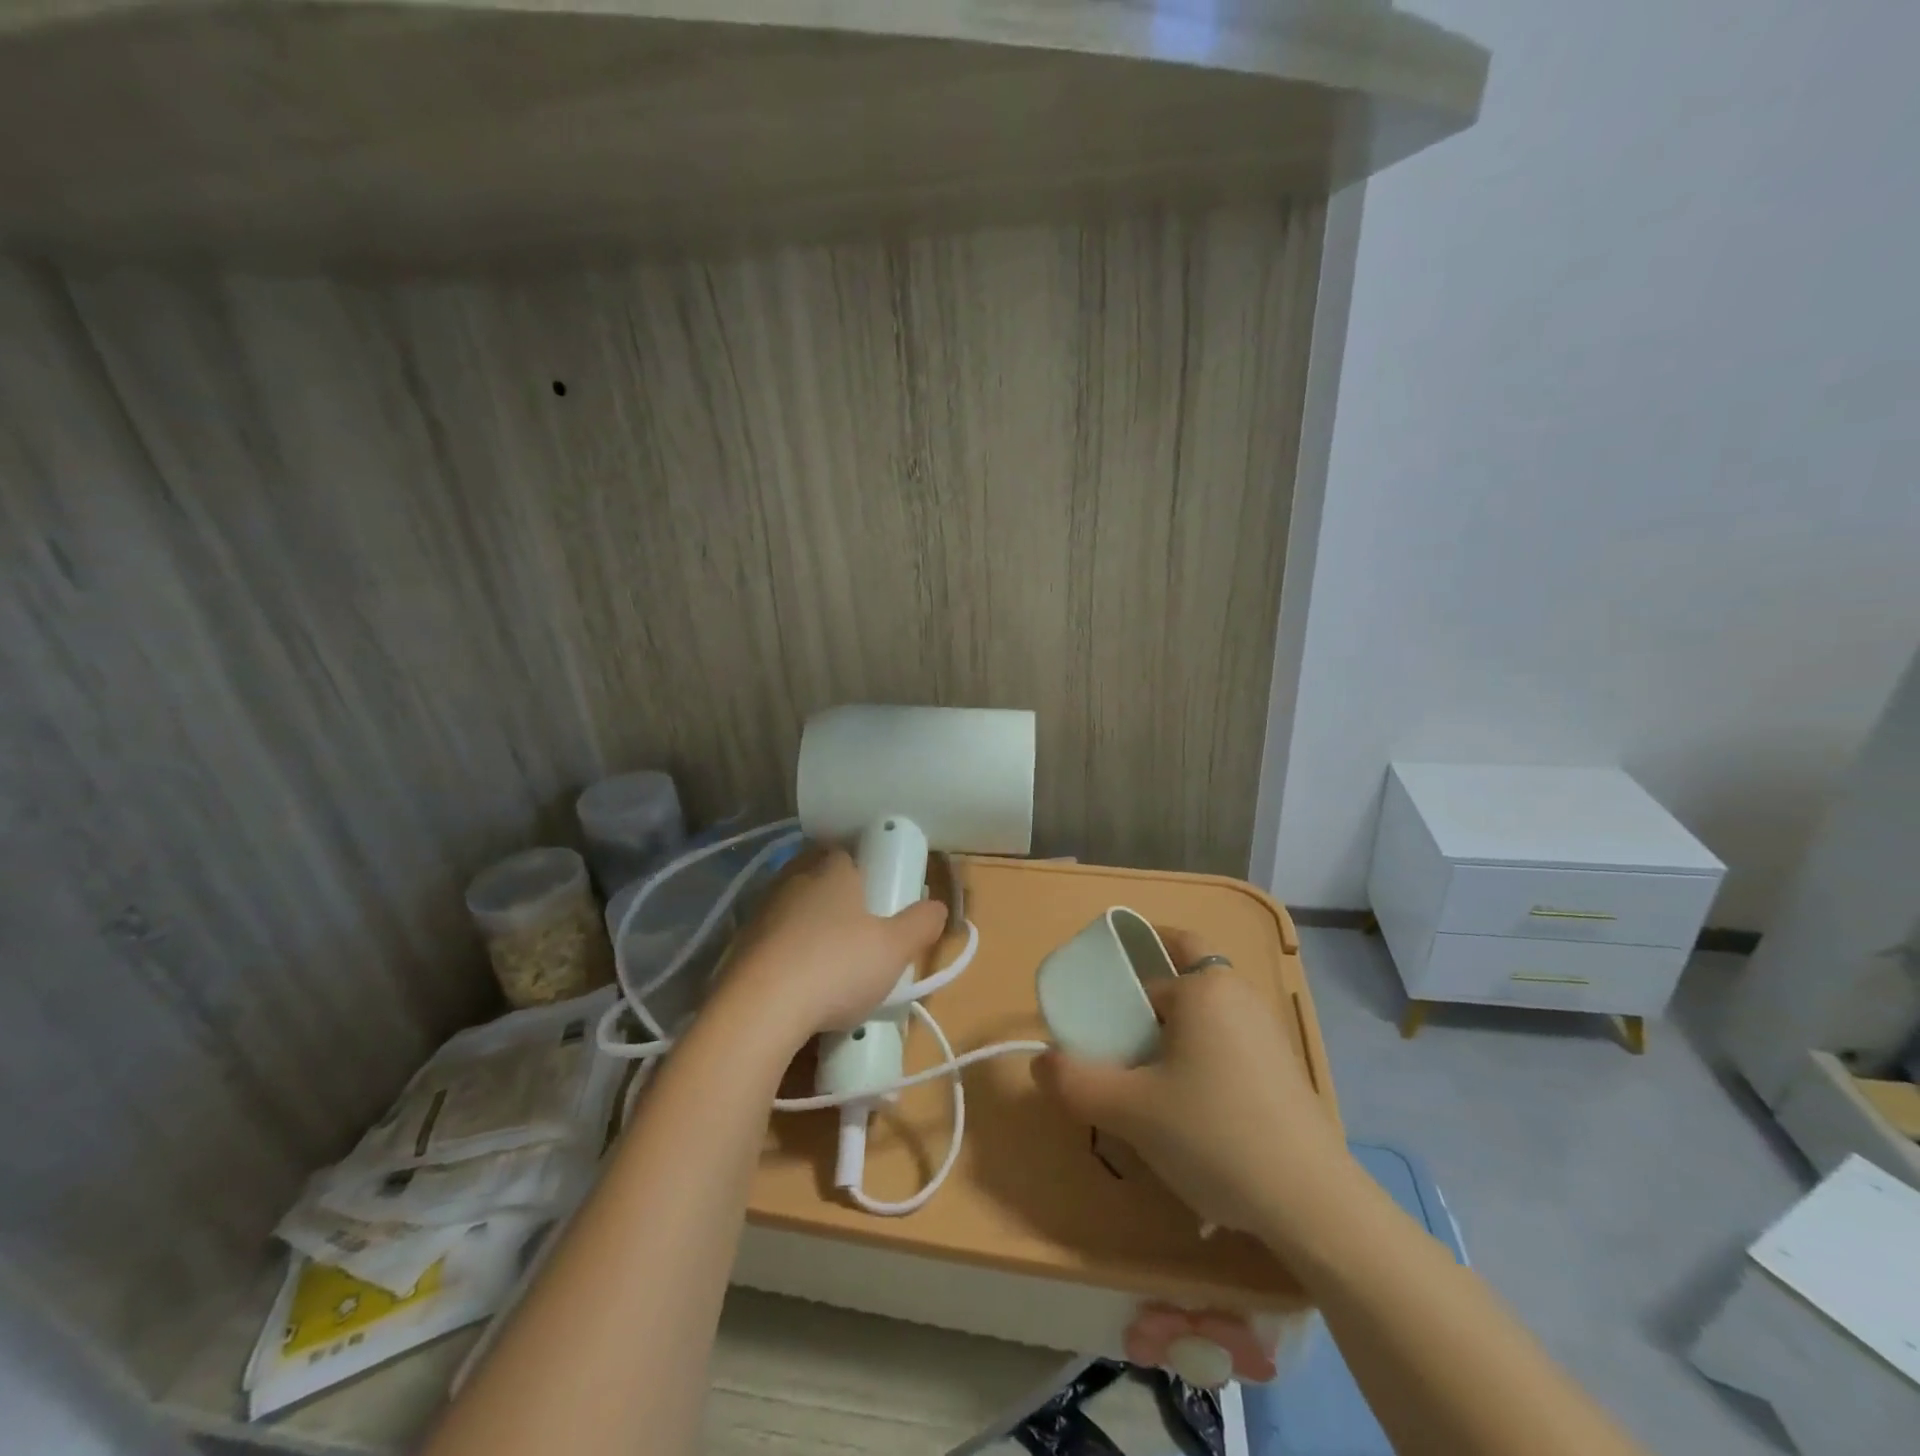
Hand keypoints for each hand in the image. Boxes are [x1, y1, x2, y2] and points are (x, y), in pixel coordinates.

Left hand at [715, 846, 948, 1048]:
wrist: (758, 1010)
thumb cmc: (836, 966)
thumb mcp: (895, 948)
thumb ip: (921, 924)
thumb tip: (938, 906)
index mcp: (831, 871)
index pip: (847, 854)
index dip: (865, 872)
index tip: (879, 897)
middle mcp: (793, 880)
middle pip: (819, 880)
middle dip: (838, 901)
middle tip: (860, 933)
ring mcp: (761, 913)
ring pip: (793, 912)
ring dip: (810, 930)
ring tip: (830, 965)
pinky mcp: (738, 947)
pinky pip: (772, 944)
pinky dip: (787, 958)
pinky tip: (799, 987)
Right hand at [1033, 930, 1349, 1237]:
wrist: (1313, 1205)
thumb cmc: (1213, 1134)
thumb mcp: (1130, 1110)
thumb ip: (1075, 1082)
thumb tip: (1040, 1063)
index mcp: (1205, 987)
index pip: (1150, 966)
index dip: (1120, 988)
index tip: (1100, 1021)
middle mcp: (1240, 996)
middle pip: (1181, 984)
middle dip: (1147, 1010)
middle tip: (1121, 1052)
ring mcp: (1268, 1034)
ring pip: (1205, 1019)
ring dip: (1173, 1042)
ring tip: (1149, 1091)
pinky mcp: (1284, 1071)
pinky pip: (1228, 1048)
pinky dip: (1202, 1065)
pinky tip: (1192, 1117)